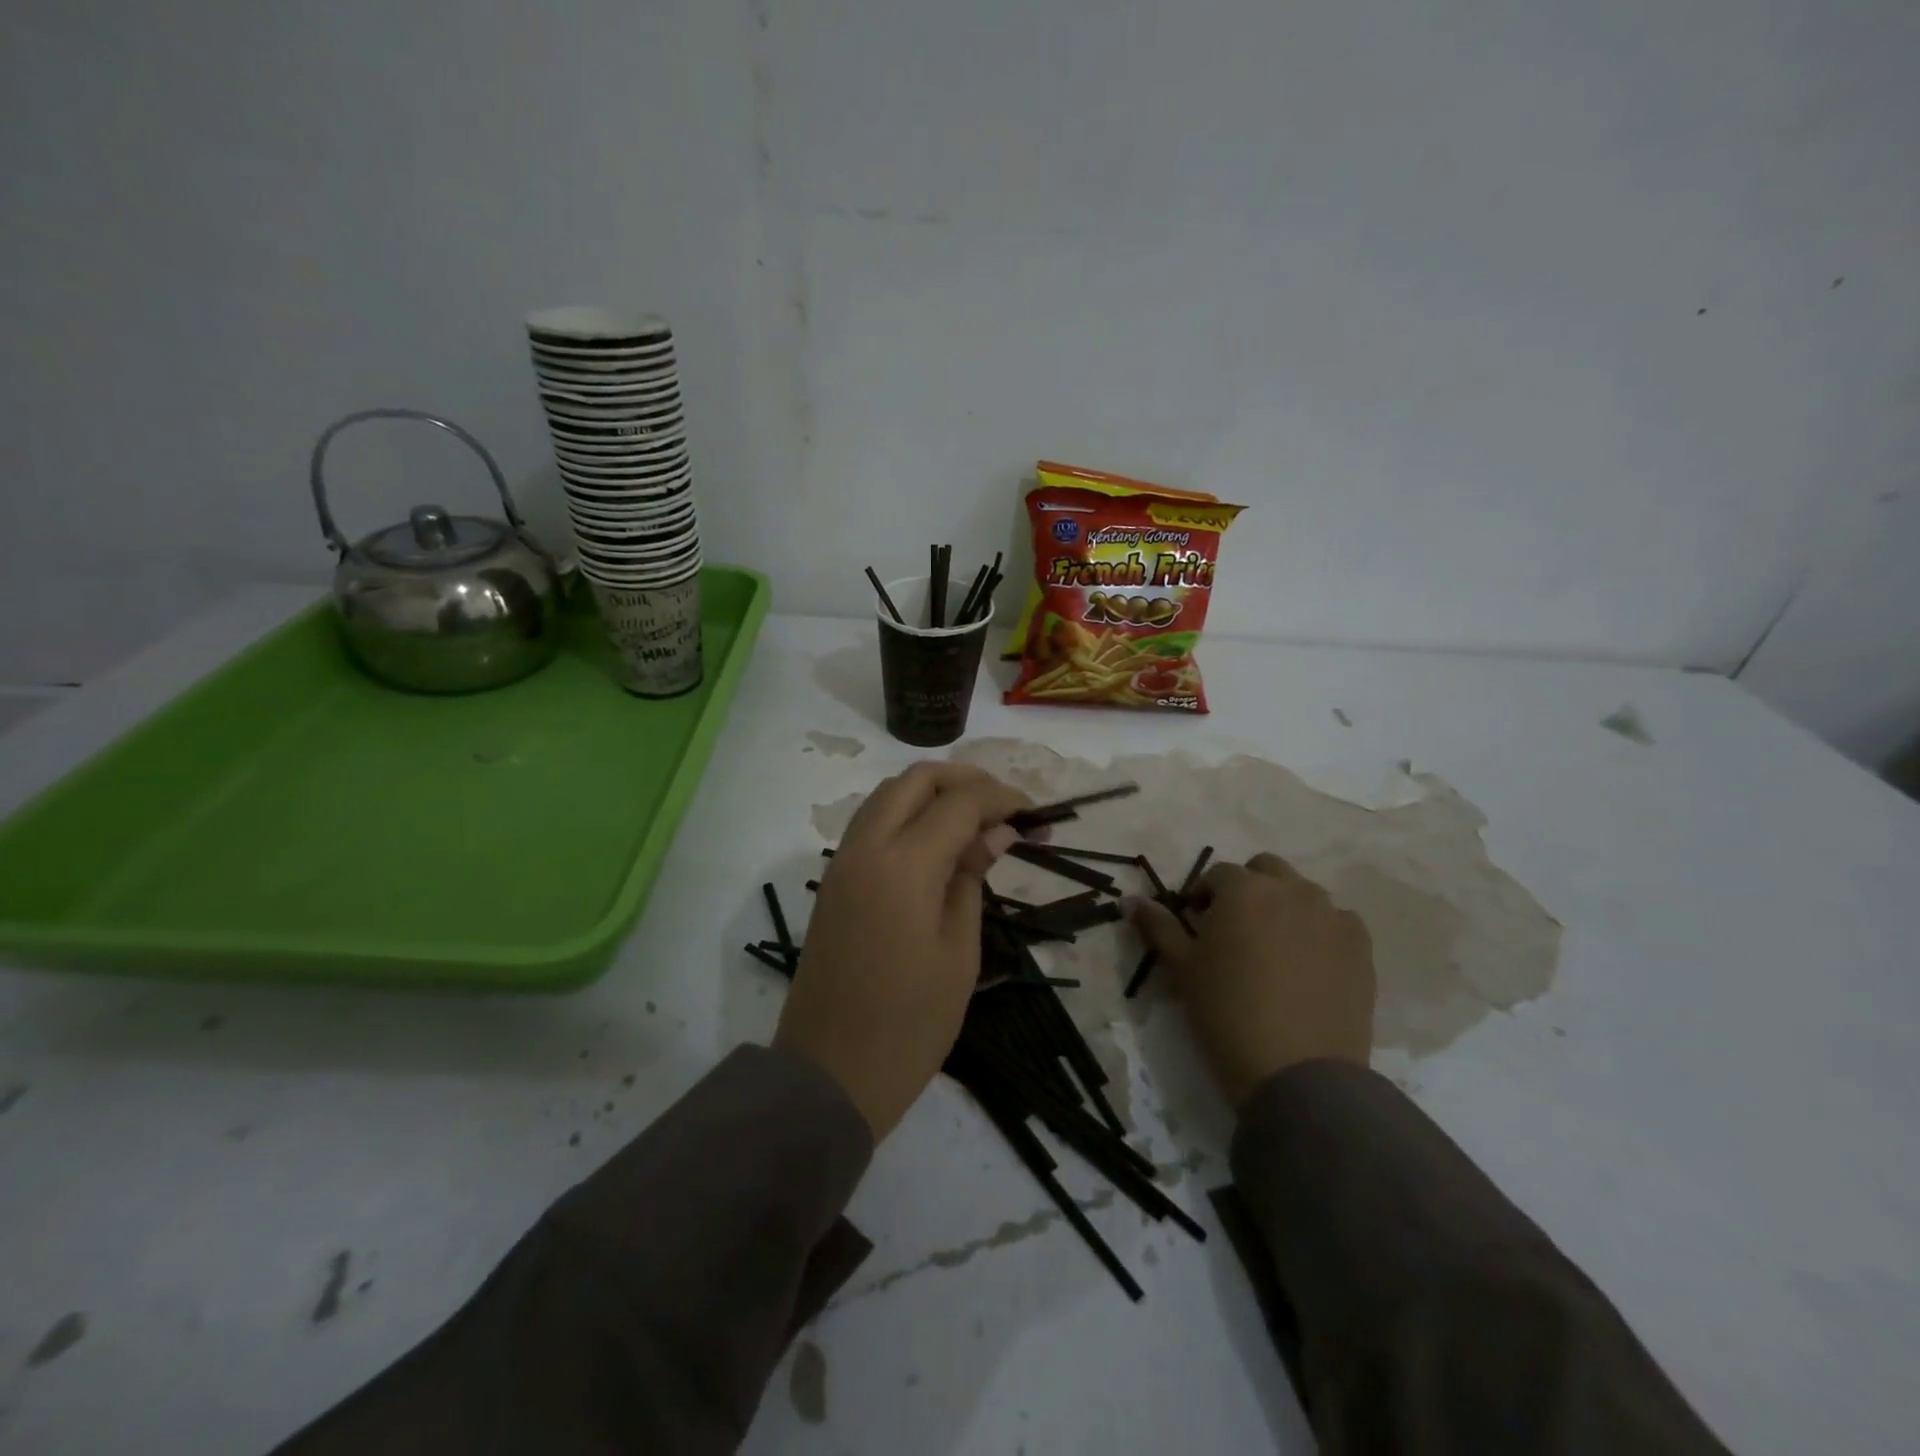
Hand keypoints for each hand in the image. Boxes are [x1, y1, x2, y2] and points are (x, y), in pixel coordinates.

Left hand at [775, 763, 1030, 1139]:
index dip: (1003, 799)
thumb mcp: (958, 953)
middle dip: (966, 780)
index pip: (960, 803)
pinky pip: (872, 822)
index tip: (1036, 815)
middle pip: (917, 779)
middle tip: (1006, 808)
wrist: (830, 1074)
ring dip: (933, 792)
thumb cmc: (909, 1025)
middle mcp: (866, 848)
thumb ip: (972, 878)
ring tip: (977, 820)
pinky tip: (937, 841)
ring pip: (889, 794)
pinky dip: (907, 813)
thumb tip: (996, 831)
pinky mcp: (834, 880)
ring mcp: (843, 862)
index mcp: (903, 866)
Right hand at [1132, 852, 1374, 1106]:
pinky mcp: (1361, 947)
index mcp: (1244, 890)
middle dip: (1248, 889)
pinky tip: (1309, 966)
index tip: (1197, 924)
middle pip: (1266, 870)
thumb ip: (1157, 926)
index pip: (1218, 874)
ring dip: (1284, 907)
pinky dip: (1320, 931)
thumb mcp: (1181, 968)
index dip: (1204, 896)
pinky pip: (1338, 922)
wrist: (1298, 1074)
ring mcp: (1332, 916)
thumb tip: (1129, 899)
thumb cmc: (1226, 1013)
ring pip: (1303, 893)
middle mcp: (1291, 890)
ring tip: (1273, 949)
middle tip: (1235, 929)